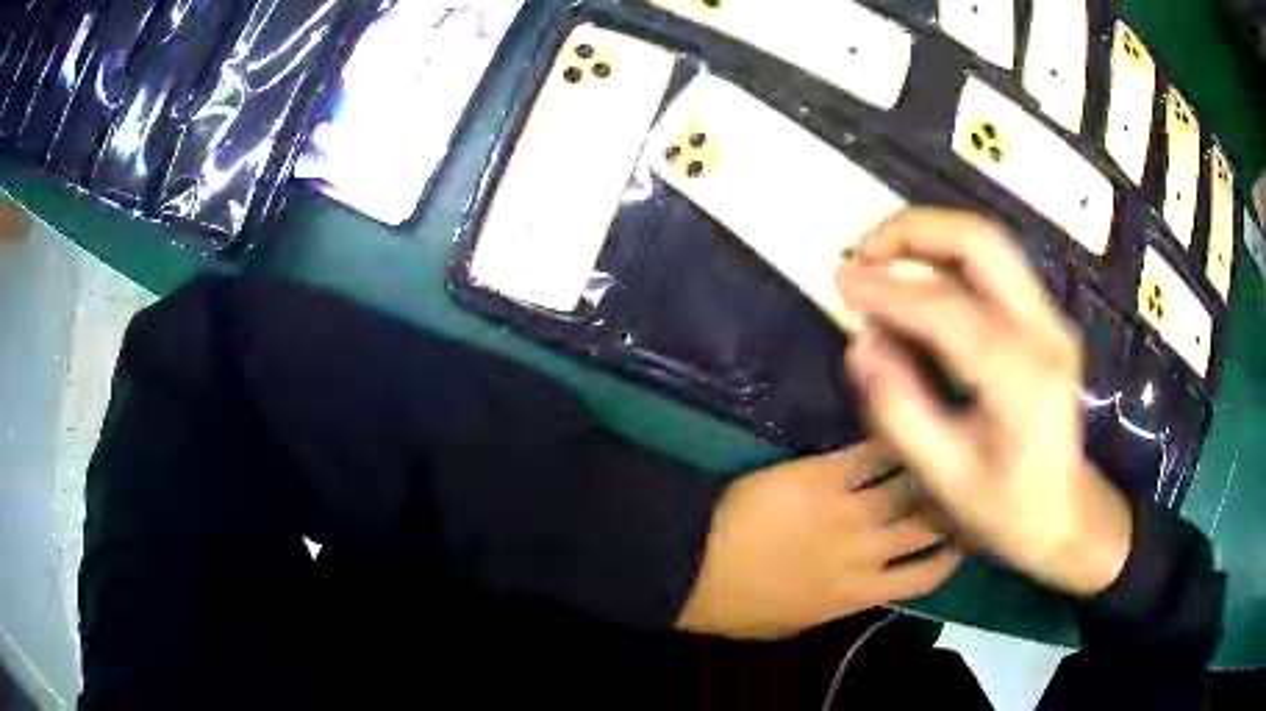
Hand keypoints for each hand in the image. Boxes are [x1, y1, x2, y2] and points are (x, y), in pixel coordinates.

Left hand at [676, 442, 959, 638]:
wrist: (695, 566)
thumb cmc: (738, 605)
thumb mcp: (795, 624)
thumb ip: (838, 606)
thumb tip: (861, 588)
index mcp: (860, 595)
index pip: (925, 577)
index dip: (949, 557)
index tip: (957, 540)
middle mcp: (868, 552)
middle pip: (929, 525)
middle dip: (952, 505)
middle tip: (961, 484)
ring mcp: (849, 511)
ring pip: (910, 486)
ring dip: (930, 468)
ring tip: (943, 448)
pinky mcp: (824, 476)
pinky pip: (870, 454)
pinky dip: (891, 442)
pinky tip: (903, 426)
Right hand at [836, 208, 1131, 596]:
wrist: (1067, 512)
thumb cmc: (1008, 508)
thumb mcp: (946, 478)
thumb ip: (900, 410)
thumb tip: (861, 344)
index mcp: (1022, 379)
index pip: (948, 308)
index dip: (887, 289)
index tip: (840, 283)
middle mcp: (1044, 330)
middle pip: (980, 240)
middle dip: (913, 230)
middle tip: (863, 253)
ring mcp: (1050, 317)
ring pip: (987, 241)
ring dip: (928, 236)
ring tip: (880, 260)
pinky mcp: (1044, 316)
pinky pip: (992, 265)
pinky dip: (946, 258)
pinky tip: (915, 282)